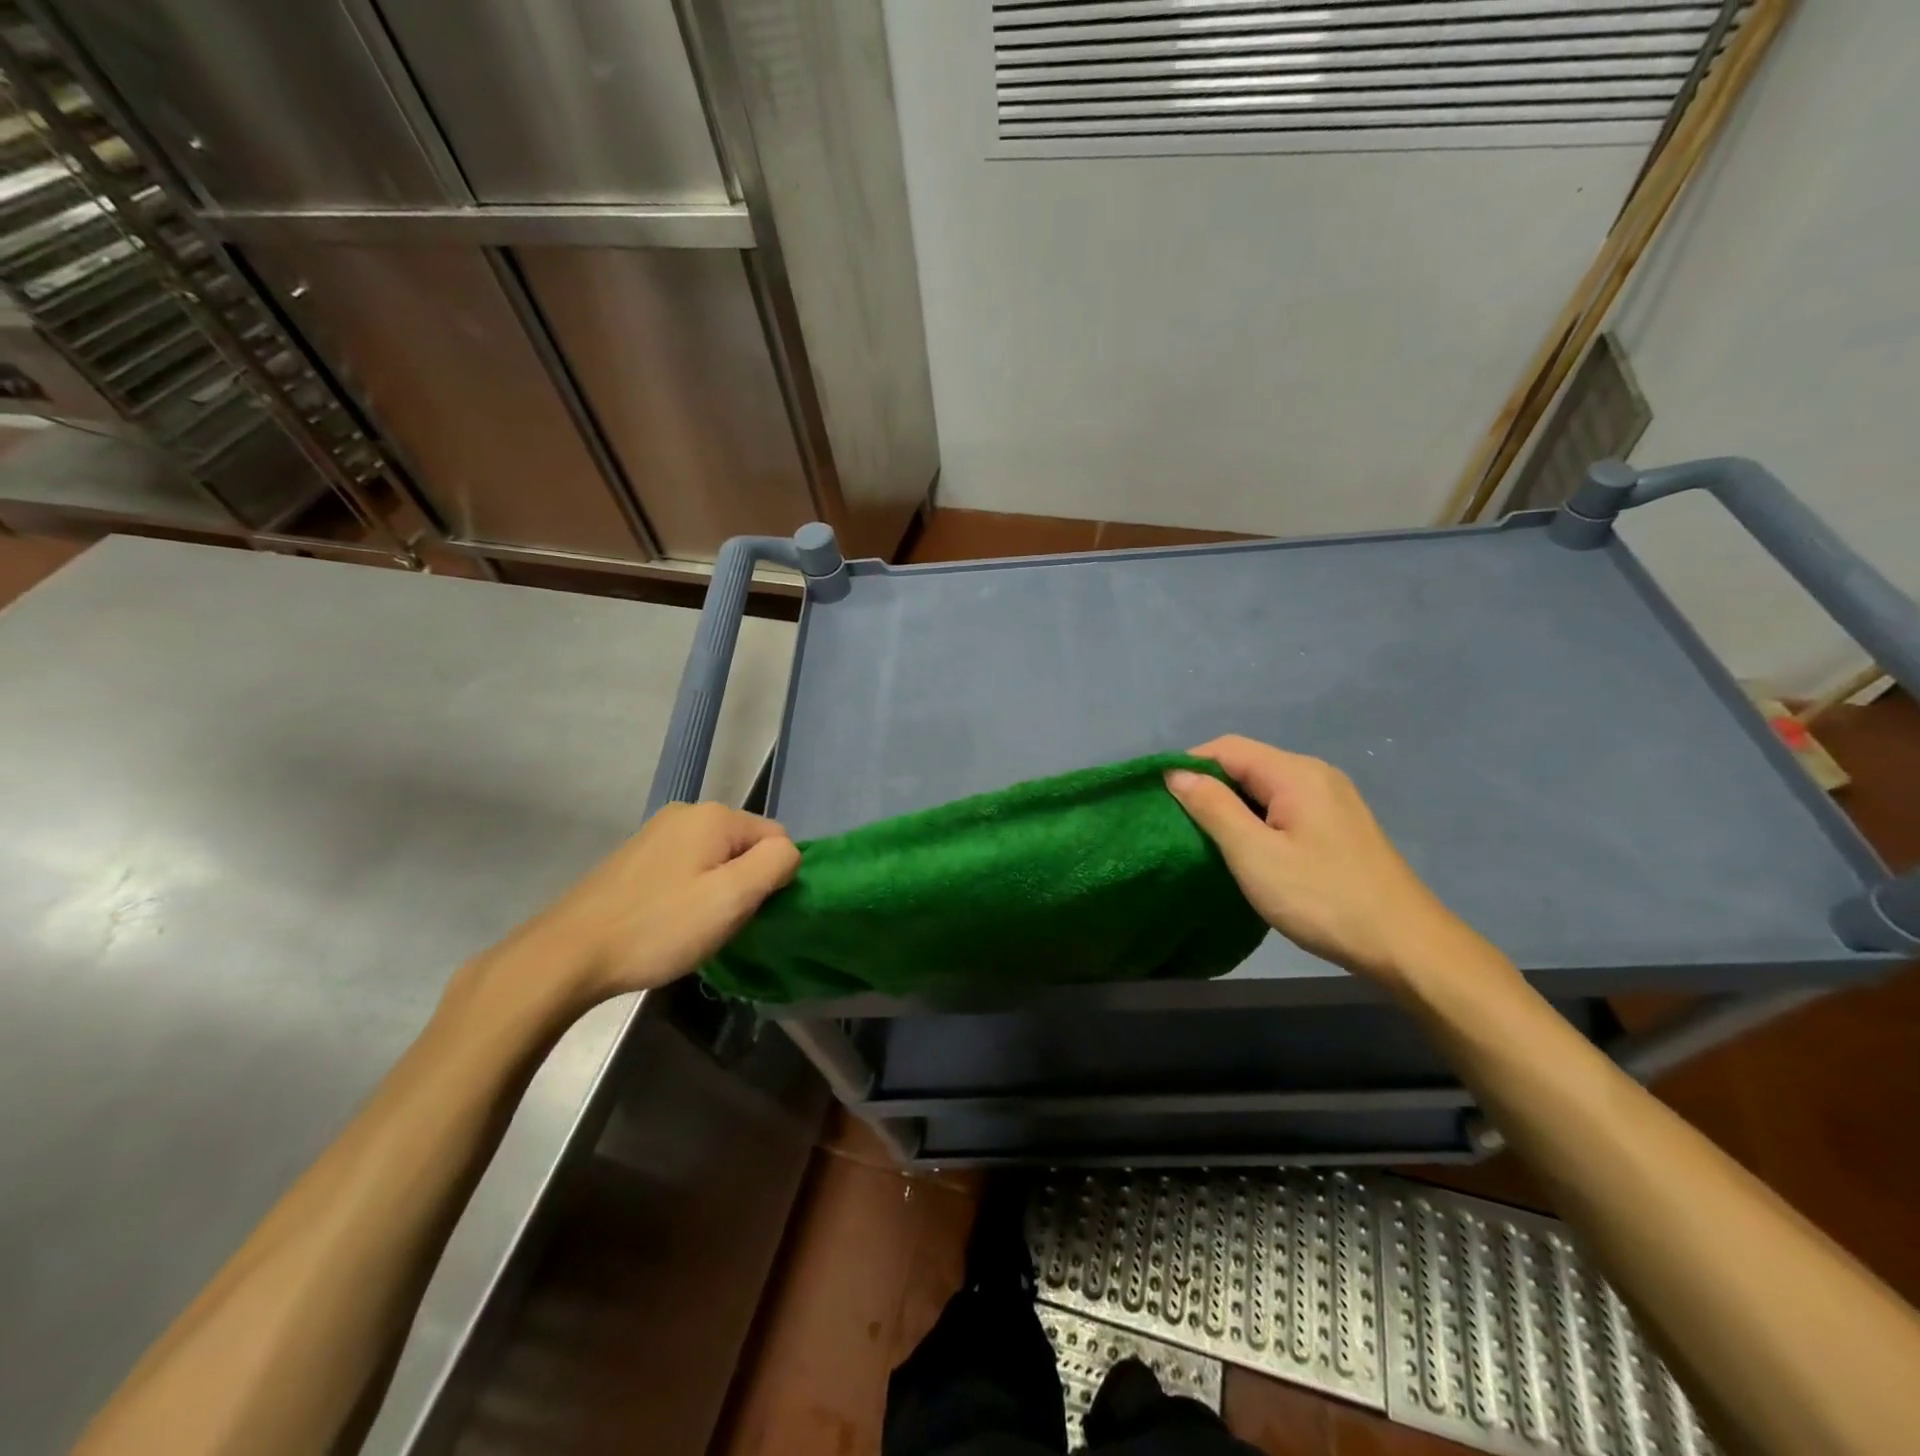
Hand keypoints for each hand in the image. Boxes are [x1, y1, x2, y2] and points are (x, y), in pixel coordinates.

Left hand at [453, 802, 799, 1026]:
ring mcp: (656, 832)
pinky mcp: (635, 856)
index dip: (772, 878)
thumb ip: (776, 864)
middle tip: (720, 923)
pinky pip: (686, 867)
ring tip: (692, 926)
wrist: (568, 954)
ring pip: (715, 858)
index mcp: (714, 816)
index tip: (747, 912)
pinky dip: (688, 891)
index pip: (777, 838)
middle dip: (744, 883)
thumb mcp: (733, 898)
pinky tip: (668, 920)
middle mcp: (686, 812)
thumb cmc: (659, 927)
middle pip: (745, 846)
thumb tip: (788, 853)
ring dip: (716, 890)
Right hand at [1165, 735, 1491, 990]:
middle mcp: (1316, 775)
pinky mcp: (1339, 826)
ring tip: (1204, 837)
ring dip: (1232, 805)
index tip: (1159, 796)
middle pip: (1248, 763)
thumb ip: (1213, 808)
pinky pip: (1285, 806)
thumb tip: (1176, 773)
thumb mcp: (1255, 854)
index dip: (1189, 765)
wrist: (1405, 944)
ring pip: (1266, 787)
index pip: (1228, 748)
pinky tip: (1247, 848)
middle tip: (1177, 822)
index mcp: (1296, 773)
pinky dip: (1256, 819)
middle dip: (1209, 786)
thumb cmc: (1322, 897)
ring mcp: (1332, 800)